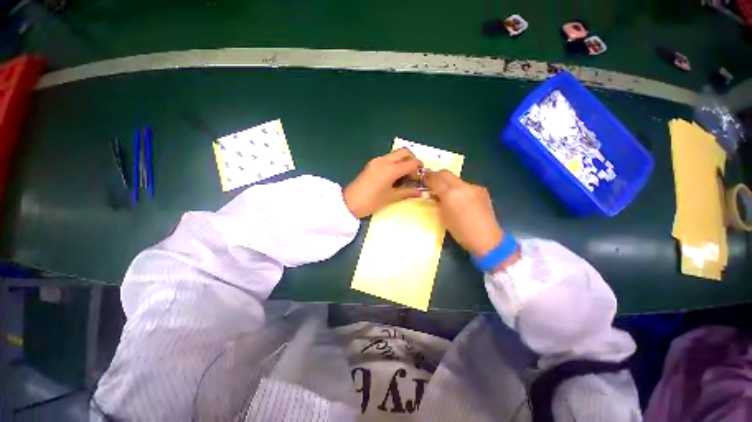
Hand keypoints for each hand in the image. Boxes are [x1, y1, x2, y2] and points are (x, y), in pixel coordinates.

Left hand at [344, 148, 423, 218]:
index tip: (422, 176)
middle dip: (412, 159)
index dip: (419, 168)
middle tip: (414, 172)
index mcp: (391, 169)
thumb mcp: (391, 198)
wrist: (349, 203)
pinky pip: (387, 159)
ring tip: (404, 176)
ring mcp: (376, 161)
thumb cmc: (371, 202)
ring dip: (403, 161)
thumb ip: (407, 192)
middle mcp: (384, 161)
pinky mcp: (371, 164)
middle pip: (404, 152)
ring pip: (395, 154)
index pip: (411, 163)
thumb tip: (420, 192)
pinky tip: (394, 176)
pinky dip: (394, 163)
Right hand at [424, 170, 516, 266]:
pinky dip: (458, 188)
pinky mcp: (482, 190)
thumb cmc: (460, 232)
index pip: (435, 179)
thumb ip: (438, 201)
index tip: (422, 178)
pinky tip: (458, 197)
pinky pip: (466, 185)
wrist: (486, 239)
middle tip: (430, 179)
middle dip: (436, 175)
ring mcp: (474, 187)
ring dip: (447, 181)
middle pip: (446, 173)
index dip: (427, 177)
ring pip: (456, 179)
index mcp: (451, 194)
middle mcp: (463, 186)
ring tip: (443, 189)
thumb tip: (434, 194)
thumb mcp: (443, 216)